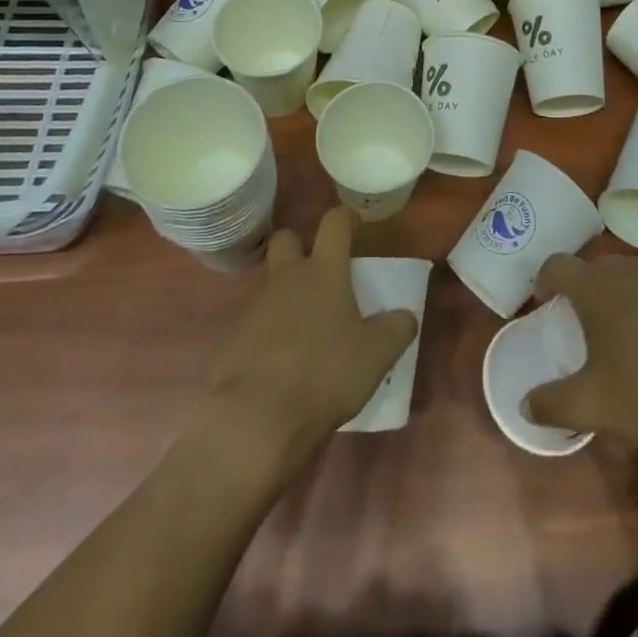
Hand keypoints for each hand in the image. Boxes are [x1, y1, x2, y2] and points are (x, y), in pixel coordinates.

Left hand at [200, 208, 418, 465]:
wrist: (256, 417)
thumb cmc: (324, 373)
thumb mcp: (376, 356)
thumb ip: (396, 329)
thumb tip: (406, 315)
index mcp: (324, 272)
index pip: (334, 223)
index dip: (345, 219)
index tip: (355, 226)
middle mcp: (287, 278)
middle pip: (286, 239)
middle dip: (299, 246)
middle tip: (318, 272)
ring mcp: (255, 305)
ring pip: (268, 283)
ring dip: (284, 295)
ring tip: (303, 329)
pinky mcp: (232, 337)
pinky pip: (252, 322)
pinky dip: (266, 333)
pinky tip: (278, 362)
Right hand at [525, 253, 637, 453]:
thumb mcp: (592, 408)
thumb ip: (552, 404)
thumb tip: (525, 405)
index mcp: (597, 289)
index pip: (558, 265)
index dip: (547, 279)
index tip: (547, 299)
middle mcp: (632, 269)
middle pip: (600, 270)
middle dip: (592, 292)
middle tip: (595, 327)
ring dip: (633, 297)